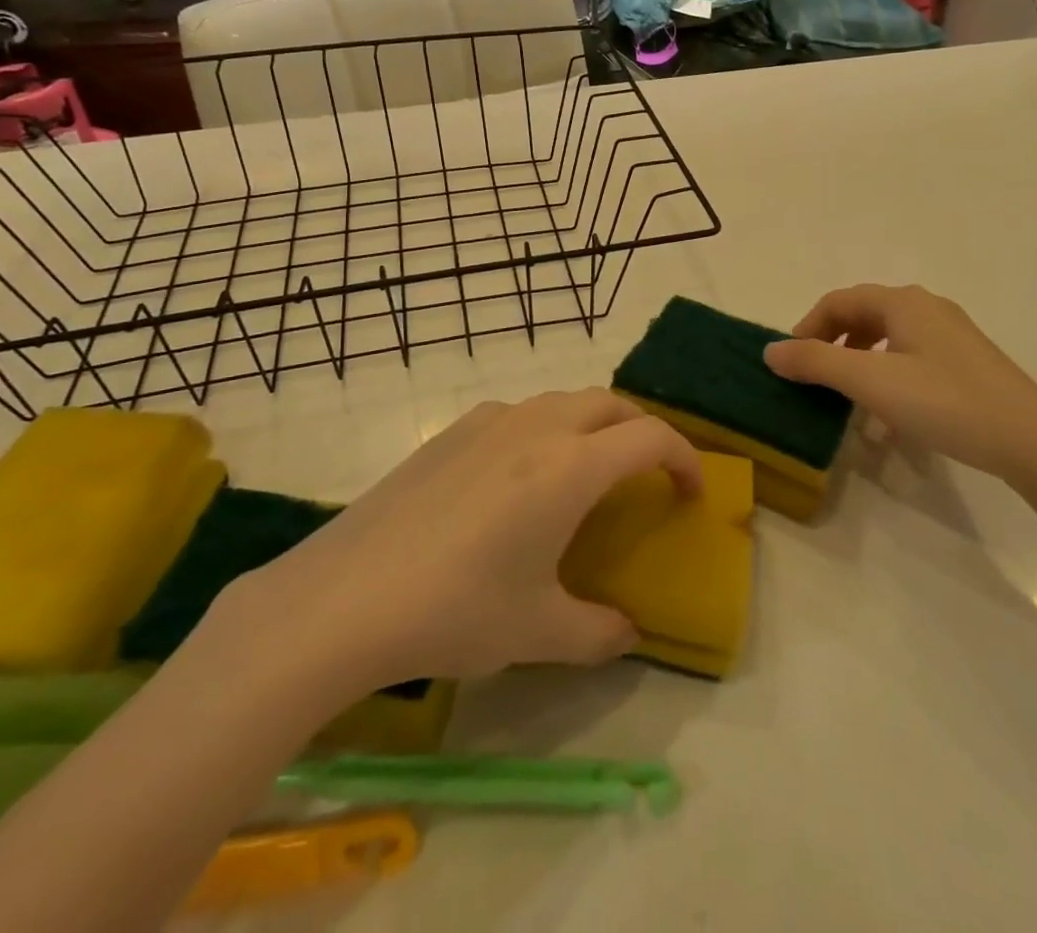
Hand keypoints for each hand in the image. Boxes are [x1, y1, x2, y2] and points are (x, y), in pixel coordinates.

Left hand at [223, 390, 702, 694]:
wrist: (345, 597)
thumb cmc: (456, 610)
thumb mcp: (538, 631)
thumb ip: (597, 633)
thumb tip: (626, 634)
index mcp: (571, 467)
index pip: (650, 438)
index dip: (684, 459)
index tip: (690, 493)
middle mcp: (537, 428)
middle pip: (610, 403)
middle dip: (640, 430)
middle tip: (646, 475)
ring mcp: (489, 422)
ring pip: (561, 401)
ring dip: (590, 424)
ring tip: (585, 472)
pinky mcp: (450, 432)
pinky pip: (517, 413)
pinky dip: (543, 429)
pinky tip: (518, 477)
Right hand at [763, 284, 1036, 488]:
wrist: (1032, 441)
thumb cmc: (944, 401)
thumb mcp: (870, 382)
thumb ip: (816, 362)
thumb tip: (770, 351)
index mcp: (903, 302)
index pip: (838, 301)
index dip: (807, 327)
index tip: (790, 363)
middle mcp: (927, 308)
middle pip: (863, 315)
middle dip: (832, 343)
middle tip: (814, 377)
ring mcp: (952, 335)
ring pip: (888, 338)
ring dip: (858, 362)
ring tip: (846, 396)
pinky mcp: (967, 363)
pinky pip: (911, 358)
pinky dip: (887, 376)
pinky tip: (888, 414)